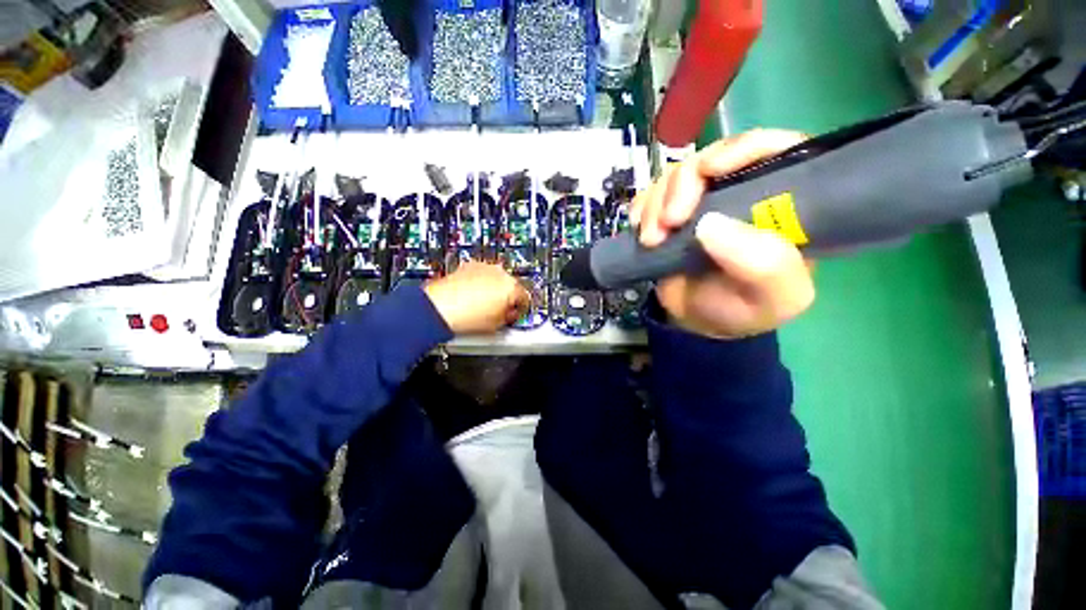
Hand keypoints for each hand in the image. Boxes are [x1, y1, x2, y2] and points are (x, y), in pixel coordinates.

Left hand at [424, 261, 529, 334]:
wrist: (440, 308)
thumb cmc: (466, 317)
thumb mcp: (497, 325)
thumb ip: (509, 317)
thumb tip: (509, 313)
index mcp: (511, 287)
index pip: (525, 297)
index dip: (521, 308)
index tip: (516, 312)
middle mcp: (500, 273)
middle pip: (511, 285)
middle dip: (507, 296)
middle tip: (500, 310)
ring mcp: (484, 267)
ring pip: (497, 278)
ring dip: (494, 288)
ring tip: (483, 303)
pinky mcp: (469, 266)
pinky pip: (482, 274)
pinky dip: (481, 282)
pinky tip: (473, 295)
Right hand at [630, 130, 814, 338]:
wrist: (697, 321)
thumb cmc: (741, 310)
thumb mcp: (772, 300)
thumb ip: (764, 267)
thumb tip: (711, 224)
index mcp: (783, 207)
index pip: (778, 151)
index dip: (744, 148)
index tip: (710, 171)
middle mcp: (743, 194)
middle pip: (713, 158)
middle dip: (683, 185)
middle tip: (669, 222)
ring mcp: (703, 201)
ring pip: (677, 175)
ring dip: (656, 203)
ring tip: (651, 240)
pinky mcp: (671, 212)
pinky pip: (651, 194)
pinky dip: (641, 208)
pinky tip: (640, 230)